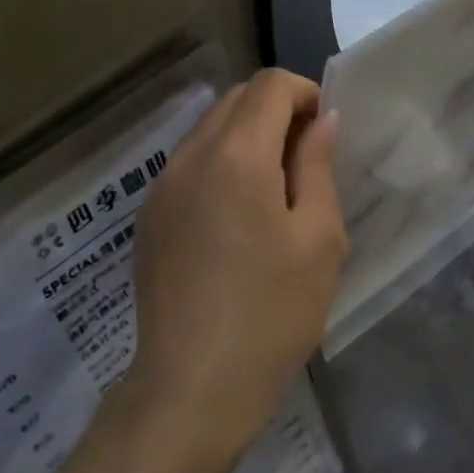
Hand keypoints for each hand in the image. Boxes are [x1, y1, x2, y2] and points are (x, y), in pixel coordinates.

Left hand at [117, 69, 347, 472]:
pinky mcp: (148, 218)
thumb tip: (322, 121)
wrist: (191, 386)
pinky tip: (235, 221)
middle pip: (234, 101)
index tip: (325, 132)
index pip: (269, 86)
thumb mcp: (318, 241)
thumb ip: (317, 168)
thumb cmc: (271, 314)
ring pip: (207, 131)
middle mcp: (189, 157)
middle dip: (276, 112)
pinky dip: (218, 167)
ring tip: (273, 193)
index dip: (305, 93)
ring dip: (245, 139)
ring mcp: (161, 187)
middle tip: (306, 162)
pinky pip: (187, 167)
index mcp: (236, 155)